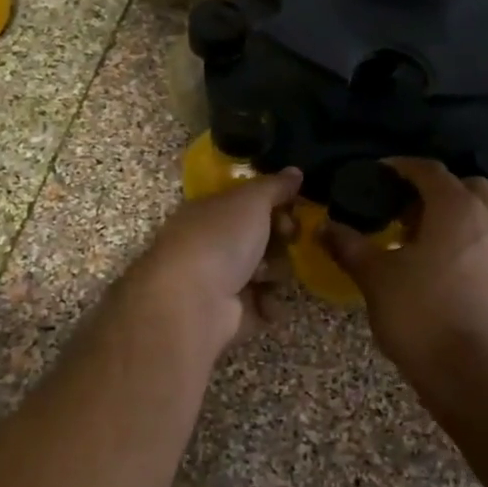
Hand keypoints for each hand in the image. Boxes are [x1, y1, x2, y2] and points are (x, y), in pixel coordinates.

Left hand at [124, 169, 303, 350]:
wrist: (192, 301)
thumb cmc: (219, 239)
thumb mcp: (250, 200)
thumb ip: (275, 186)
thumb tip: (295, 172)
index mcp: (210, 213)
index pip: (249, 205)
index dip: (275, 206)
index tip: (291, 210)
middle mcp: (213, 245)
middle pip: (262, 239)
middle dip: (280, 241)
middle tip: (286, 240)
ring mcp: (221, 281)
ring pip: (267, 272)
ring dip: (275, 273)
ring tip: (264, 277)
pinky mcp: (232, 314)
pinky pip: (264, 306)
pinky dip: (269, 305)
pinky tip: (266, 303)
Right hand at [321, 158, 487, 386]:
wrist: (472, 373)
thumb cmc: (420, 315)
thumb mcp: (375, 277)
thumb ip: (349, 245)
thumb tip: (326, 226)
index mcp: (455, 209)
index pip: (428, 170)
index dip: (401, 167)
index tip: (377, 174)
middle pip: (463, 186)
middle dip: (434, 190)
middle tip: (402, 209)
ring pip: (482, 213)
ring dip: (454, 215)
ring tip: (421, 238)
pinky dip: (468, 239)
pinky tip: (443, 265)